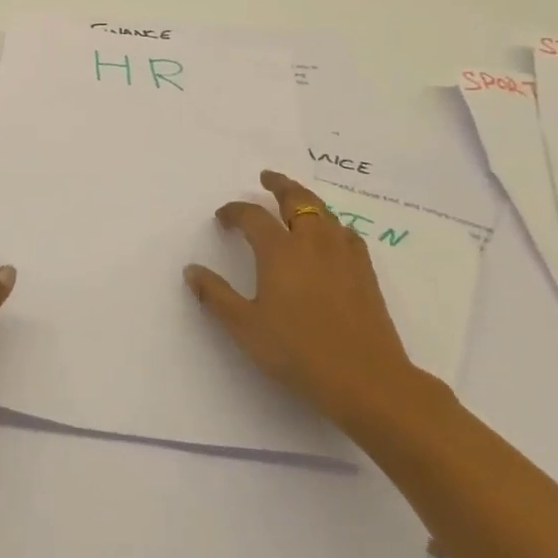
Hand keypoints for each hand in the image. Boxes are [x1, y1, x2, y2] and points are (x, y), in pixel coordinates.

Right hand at [184, 170, 432, 431]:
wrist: (366, 379)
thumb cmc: (298, 352)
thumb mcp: (245, 327)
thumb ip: (216, 295)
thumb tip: (191, 270)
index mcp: (279, 251)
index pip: (252, 217)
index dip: (234, 212)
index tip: (223, 217)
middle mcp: (312, 242)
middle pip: (297, 199)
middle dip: (279, 185)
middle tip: (267, 178)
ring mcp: (343, 255)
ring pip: (325, 212)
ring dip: (306, 200)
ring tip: (297, 200)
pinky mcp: (365, 273)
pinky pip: (347, 234)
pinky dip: (333, 225)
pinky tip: (332, 236)